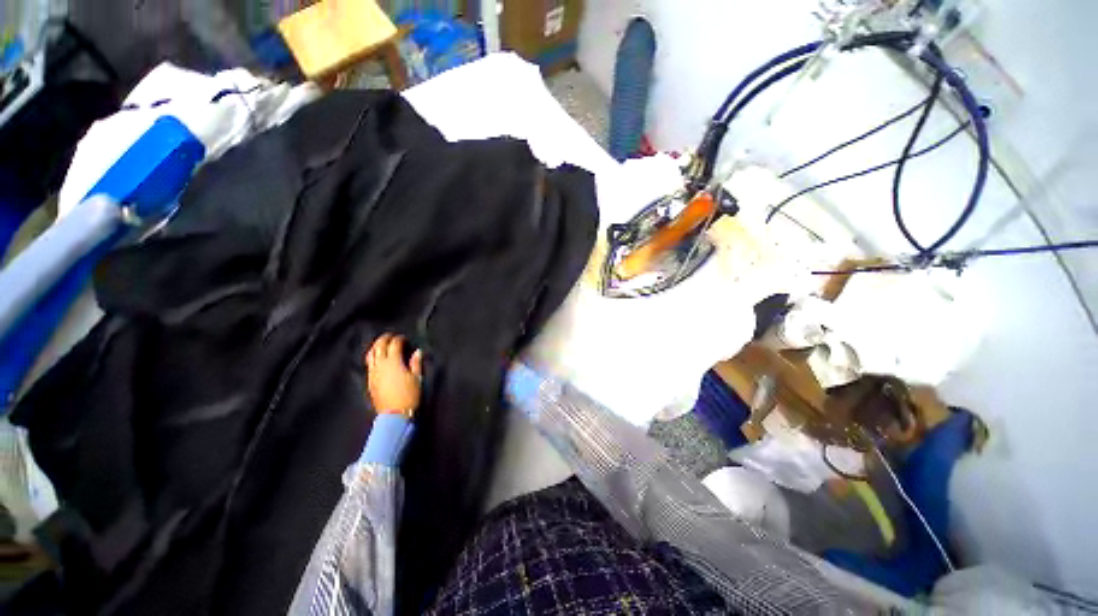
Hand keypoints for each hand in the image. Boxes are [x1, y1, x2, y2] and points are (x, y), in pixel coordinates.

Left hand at [365, 334, 423, 416]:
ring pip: (371, 354)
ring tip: (382, 344)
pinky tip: (377, 358)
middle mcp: (381, 364)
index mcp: (394, 362)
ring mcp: (373, 372)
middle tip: (391, 336)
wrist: (394, 414)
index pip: (394, 344)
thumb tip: (417, 352)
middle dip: (385, 339)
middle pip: (379, 346)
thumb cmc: (409, 395)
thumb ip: (416, 363)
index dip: (399, 339)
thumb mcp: (417, 378)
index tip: (405, 339)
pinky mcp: (370, 380)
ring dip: (376, 346)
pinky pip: (369, 363)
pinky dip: (373, 356)